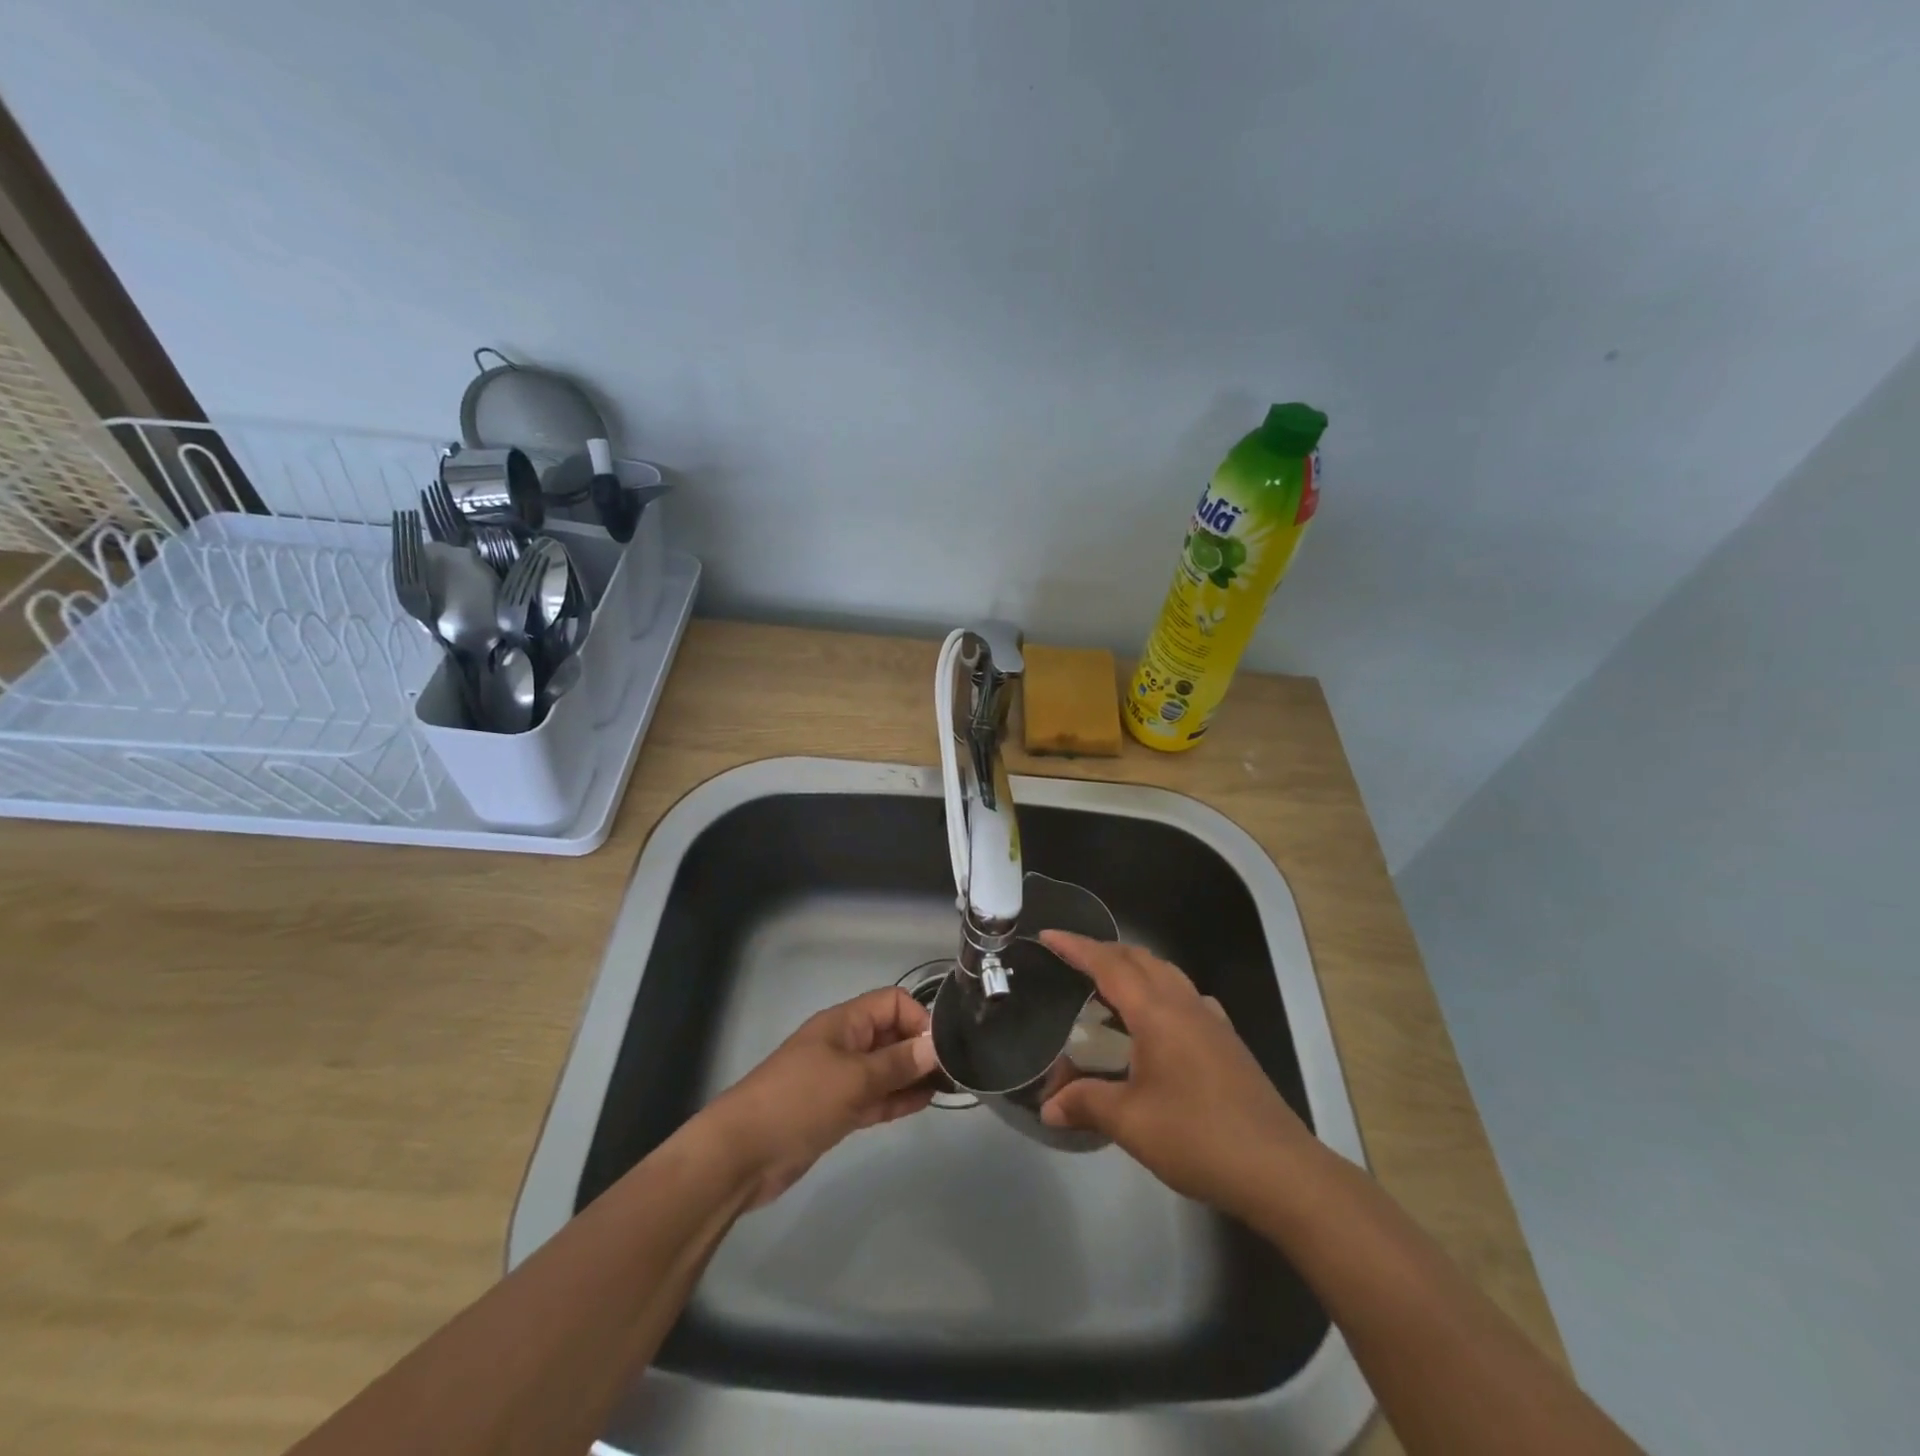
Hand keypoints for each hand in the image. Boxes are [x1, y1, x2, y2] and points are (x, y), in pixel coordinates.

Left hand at [700, 986, 939, 1207]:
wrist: (742, 1154)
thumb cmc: (799, 1101)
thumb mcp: (854, 1079)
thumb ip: (897, 1063)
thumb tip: (936, 1045)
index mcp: (845, 1023)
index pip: (892, 1003)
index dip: (918, 1019)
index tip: (940, 1049)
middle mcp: (845, 1044)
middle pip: (891, 1034)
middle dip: (920, 1048)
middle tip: (954, 1072)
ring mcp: (840, 1078)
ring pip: (886, 1068)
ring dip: (913, 1075)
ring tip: (947, 1089)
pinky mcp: (837, 1110)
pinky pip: (875, 1096)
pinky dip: (897, 1098)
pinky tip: (923, 1103)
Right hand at [1038, 931, 1313, 1216]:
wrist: (1280, 1169)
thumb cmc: (1199, 1138)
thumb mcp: (1131, 1123)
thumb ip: (1086, 1104)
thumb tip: (1048, 1108)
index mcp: (1157, 1012)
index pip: (1109, 965)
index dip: (1076, 947)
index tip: (1048, 936)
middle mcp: (1185, 1004)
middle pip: (1140, 959)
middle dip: (1103, 951)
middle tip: (1070, 960)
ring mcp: (1211, 1020)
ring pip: (1166, 973)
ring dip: (1133, 968)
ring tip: (1106, 986)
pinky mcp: (1227, 1041)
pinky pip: (1185, 996)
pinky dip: (1159, 991)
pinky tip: (1155, 1021)